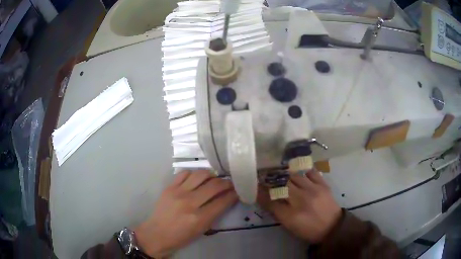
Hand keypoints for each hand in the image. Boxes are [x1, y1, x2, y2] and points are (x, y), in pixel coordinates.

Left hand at [135, 170, 237, 257]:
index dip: (233, 194)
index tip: (237, 190)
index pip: (222, 201)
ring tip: (213, 179)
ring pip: (200, 175)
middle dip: (226, 183)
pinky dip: (194, 174)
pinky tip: (197, 179)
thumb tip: (226, 199)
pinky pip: (185, 173)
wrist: (157, 233)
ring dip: (211, 175)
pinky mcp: (169, 187)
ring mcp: (178, 192)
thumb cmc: (181, 236)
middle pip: (214, 185)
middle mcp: (189, 202)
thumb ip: (215, 213)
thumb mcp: (202, 229)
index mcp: (199, 218)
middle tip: (230, 183)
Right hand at [258, 170, 341, 243]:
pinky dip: (303, 171)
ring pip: (295, 175)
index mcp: (292, 212)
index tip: (256, 184)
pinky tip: (300, 173)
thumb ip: (275, 209)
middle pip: (283, 182)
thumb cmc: (308, 228)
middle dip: (273, 178)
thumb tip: (262, 197)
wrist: (332, 227)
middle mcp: (302, 197)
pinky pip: (311, 172)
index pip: (272, 197)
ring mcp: (314, 188)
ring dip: (286, 174)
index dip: (262, 189)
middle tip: (267, 176)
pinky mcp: (323, 184)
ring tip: (281, 173)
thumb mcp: (289, 224)